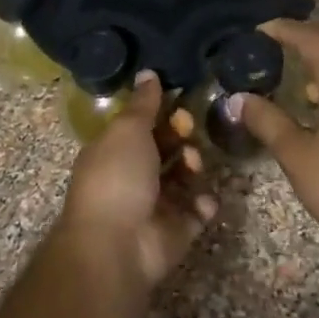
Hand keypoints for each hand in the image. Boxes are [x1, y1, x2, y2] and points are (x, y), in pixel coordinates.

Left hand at [62, 72, 217, 291]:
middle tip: (188, 132)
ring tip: (194, 165)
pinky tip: (203, 200)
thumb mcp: (127, 130)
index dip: (162, 114)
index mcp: (114, 151)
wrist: (117, 245)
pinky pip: (197, 211)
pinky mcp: (176, 231)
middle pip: (166, 150)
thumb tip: (148, 73)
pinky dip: (204, 204)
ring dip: (194, 166)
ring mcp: (155, 205)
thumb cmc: (117, 177)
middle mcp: (133, 176)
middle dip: (182, 137)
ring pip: (185, 178)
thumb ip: (143, 103)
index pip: (142, 126)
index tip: (178, 105)